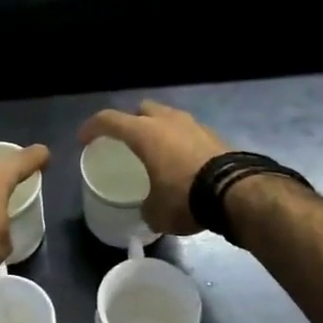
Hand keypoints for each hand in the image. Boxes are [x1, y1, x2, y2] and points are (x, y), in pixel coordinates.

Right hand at [78, 100, 229, 235]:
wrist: (238, 193)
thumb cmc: (185, 197)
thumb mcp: (157, 212)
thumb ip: (146, 207)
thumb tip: (149, 210)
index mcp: (144, 133)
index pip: (109, 120)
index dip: (92, 127)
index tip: (84, 138)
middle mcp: (167, 121)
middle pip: (143, 109)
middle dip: (132, 121)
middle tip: (128, 140)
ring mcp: (195, 125)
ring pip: (169, 118)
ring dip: (161, 130)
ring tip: (158, 152)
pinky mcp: (216, 136)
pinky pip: (190, 133)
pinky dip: (182, 143)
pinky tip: (183, 163)